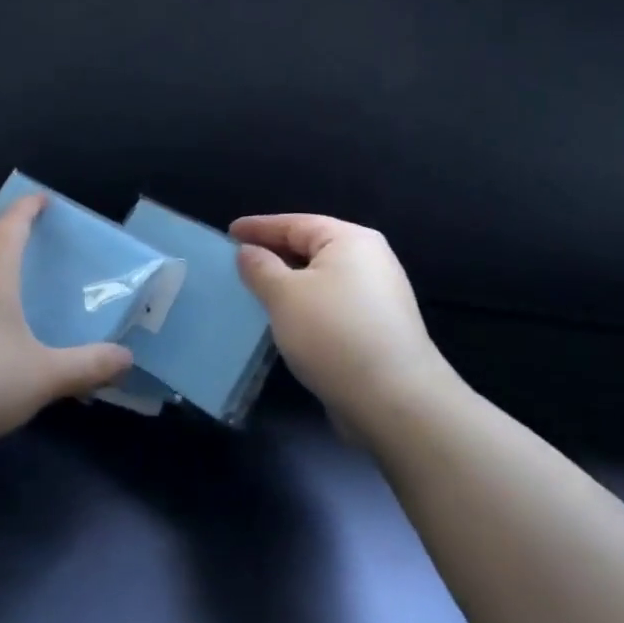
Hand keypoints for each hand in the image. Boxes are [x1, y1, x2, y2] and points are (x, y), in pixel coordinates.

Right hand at [230, 214, 460, 433]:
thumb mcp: (284, 295)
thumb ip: (260, 268)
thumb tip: (248, 252)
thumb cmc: (333, 333)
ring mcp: (377, 295)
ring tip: (256, 290)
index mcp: (350, 239)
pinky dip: (306, 305)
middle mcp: (370, 259)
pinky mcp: (377, 327)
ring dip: (289, 282)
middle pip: (311, 247)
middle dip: (274, 253)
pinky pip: (331, 303)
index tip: (229, 232)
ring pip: (321, 278)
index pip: (295, 223)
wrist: (394, 399)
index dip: (259, 227)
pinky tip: (286, 320)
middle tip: (238, 261)